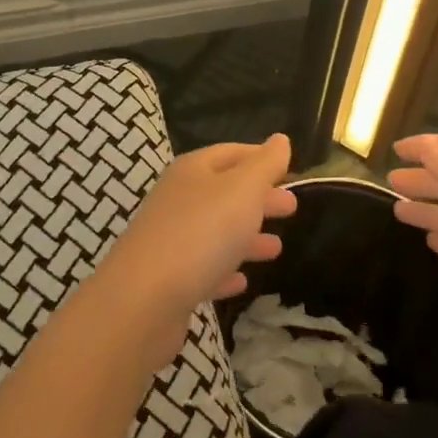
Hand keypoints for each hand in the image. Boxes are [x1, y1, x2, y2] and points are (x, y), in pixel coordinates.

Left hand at [90, 135, 297, 365]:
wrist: (145, 298)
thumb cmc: (201, 232)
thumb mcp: (242, 190)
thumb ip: (264, 165)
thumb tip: (280, 140)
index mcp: (192, 171)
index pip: (230, 153)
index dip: (259, 157)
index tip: (289, 168)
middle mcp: (177, 199)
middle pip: (224, 192)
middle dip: (258, 198)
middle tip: (292, 208)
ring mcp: (169, 239)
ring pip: (215, 231)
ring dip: (246, 237)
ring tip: (276, 248)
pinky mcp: (168, 279)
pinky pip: (203, 269)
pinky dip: (224, 270)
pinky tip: (241, 281)